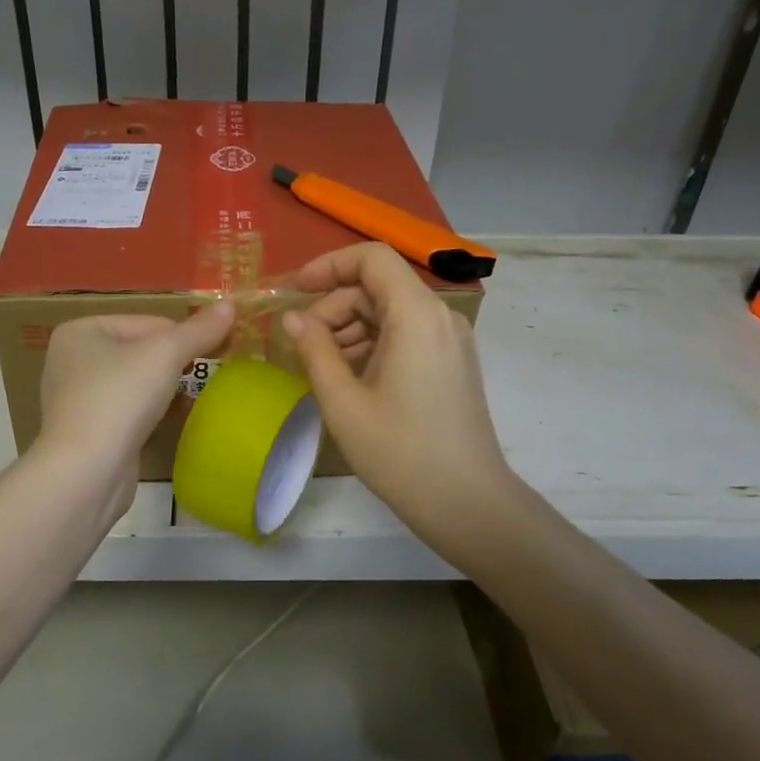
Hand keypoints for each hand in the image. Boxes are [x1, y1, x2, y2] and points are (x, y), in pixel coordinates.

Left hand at [37, 303, 236, 501]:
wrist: (86, 472)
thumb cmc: (120, 399)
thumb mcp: (165, 355)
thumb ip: (198, 330)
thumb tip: (230, 304)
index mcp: (81, 330)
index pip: (149, 322)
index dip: (185, 336)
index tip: (219, 352)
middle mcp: (72, 359)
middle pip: (141, 349)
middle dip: (175, 362)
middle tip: (208, 375)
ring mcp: (76, 397)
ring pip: (135, 381)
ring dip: (165, 388)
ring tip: (192, 398)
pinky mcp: (87, 431)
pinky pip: (127, 410)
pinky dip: (150, 412)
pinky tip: (168, 421)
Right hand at [283, 244, 520, 552]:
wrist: (467, 502)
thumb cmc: (399, 452)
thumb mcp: (343, 402)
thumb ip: (314, 350)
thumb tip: (292, 319)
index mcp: (416, 314)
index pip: (371, 258)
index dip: (328, 265)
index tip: (295, 291)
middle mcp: (439, 316)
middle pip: (378, 286)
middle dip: (333, 307)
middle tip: (302, 346)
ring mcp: (450, 339)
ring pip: (390, 311)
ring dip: (350, 328)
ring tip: (321, 367)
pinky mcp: (452, 362)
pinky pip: (406, 334)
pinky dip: (372, 344)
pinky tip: (349, 378)